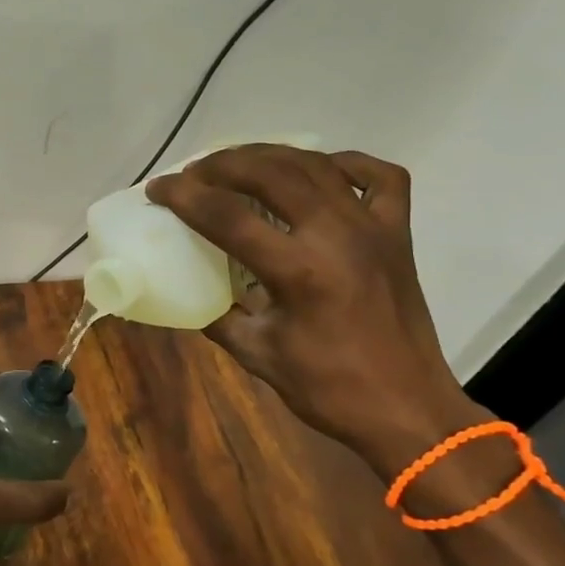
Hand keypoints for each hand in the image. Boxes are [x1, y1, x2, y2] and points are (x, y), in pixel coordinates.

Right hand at [147, 145, 485, 477]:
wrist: (407, 409)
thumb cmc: (328, 389)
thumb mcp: (256, 354)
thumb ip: (217, 315)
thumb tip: (186, 291)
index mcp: (299, 272)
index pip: (227, 217)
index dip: (184, 197)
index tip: (157, 189)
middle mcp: (337, 236)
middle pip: (270, 173)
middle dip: (222, 164)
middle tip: (193, 173)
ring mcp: (373, 229)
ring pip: (316, 165)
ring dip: (269, 156)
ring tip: (236, 163)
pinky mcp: (398, 234)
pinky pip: (379, 177)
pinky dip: (346, 164)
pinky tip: (319, 170)